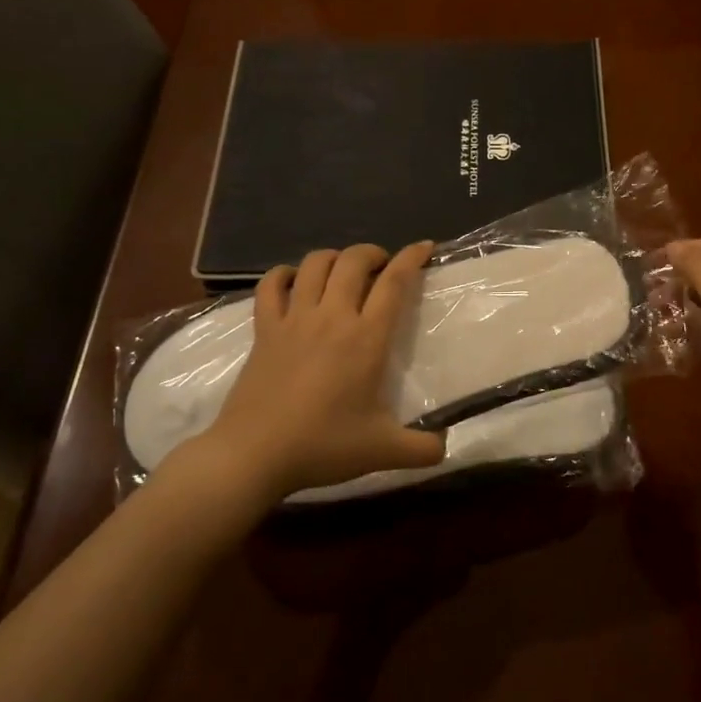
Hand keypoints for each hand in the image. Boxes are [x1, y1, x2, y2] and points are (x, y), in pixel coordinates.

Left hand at [182, 242, 445, 499]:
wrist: (254, 454)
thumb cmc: (323, 446)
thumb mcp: (383, 452)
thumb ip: (423, 450)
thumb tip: (446, 448)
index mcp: (366, 339)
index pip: (394, 283)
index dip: (412, 258)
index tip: (424, 247)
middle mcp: (332, 317)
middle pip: (353, 260)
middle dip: (373, 253)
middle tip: (383, 266)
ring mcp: (293, 319)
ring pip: (314, 264)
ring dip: (334, 258)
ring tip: (344, 271)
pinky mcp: (264, 329)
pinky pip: (271, 285)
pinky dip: (285, 274)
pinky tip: (294, 281)